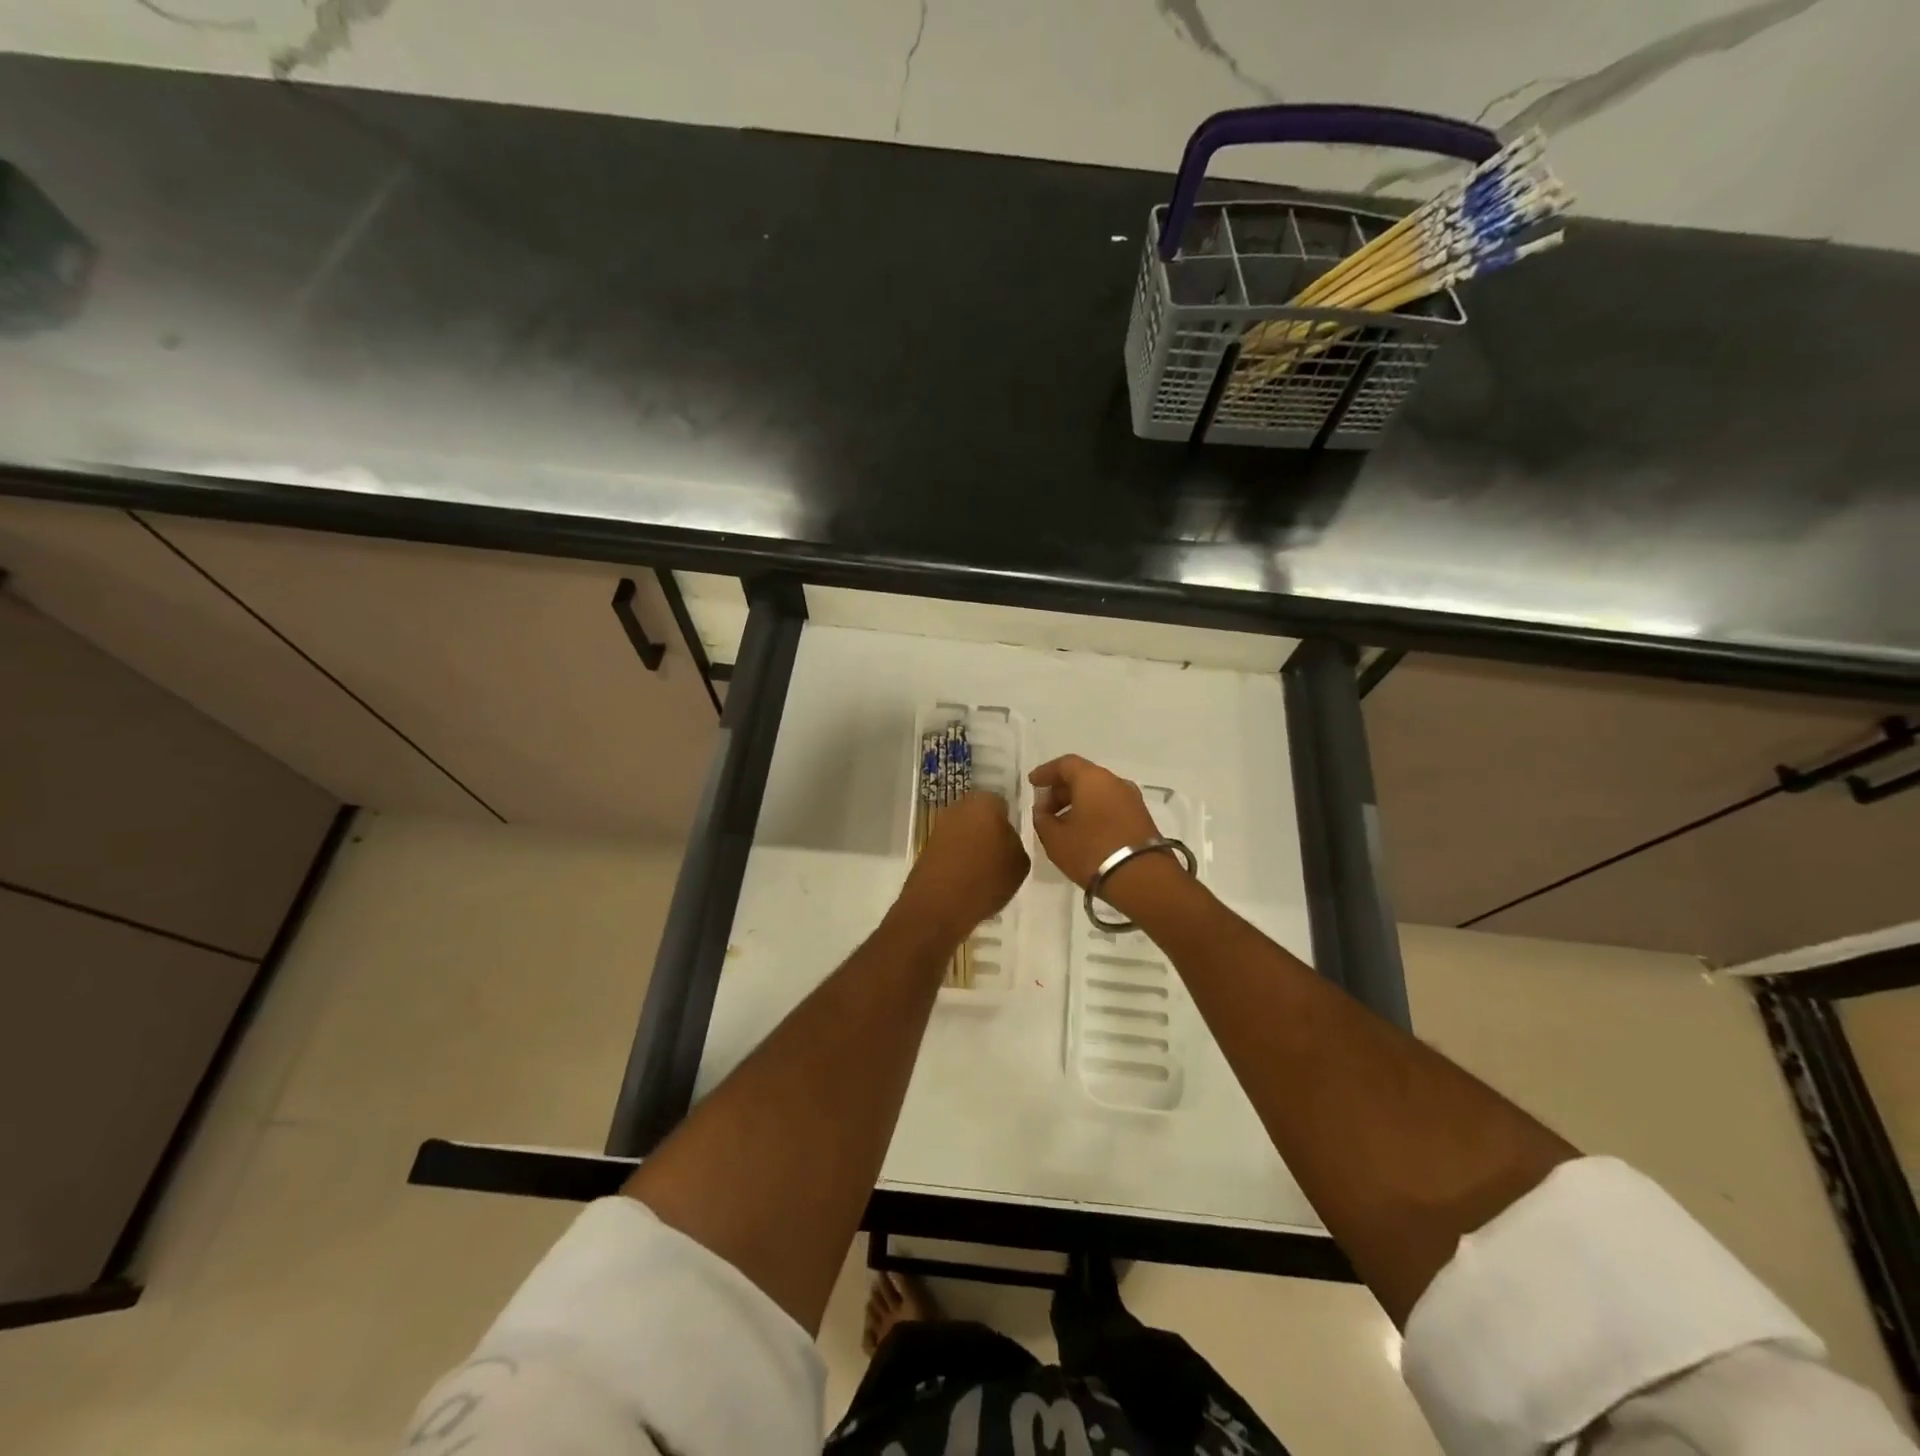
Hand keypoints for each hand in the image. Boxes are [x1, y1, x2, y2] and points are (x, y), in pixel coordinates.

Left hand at [896, 790, 1029, 943]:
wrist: (938, 904)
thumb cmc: (986, 878)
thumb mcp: (1019, 863)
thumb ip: (1015, 843)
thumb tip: (1004, 839)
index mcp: (985, 802)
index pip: (1003, 804)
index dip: (1009, 823)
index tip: (1013, 843)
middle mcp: (959, 807)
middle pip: (981, 816)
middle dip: (989, 831)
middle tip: (1000, 856)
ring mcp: (940, 826)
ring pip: (965, 832)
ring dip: (973, 846)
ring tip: (984, 873)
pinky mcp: (927, 846)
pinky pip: (951, 848)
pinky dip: (958, 859)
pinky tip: (966, 880)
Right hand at [1028, 754, 1164, 888]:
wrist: (1143, 880)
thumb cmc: (1092, 852)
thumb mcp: (1055, 839)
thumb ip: (1043, 820)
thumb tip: (1044, 812)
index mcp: (1093, 778)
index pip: (1065, 764)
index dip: (1046, 772)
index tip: (1032, 783)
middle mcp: (1115, 782)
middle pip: (1083, 777)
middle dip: (1060, 791)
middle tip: (1044, 811)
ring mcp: (1132, 800)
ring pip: (1098, 793)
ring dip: (1077, 804)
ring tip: (1061, 825)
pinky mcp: (1141, 818)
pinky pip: (1110, 806)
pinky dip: (1093, 813)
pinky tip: (1082, 833)